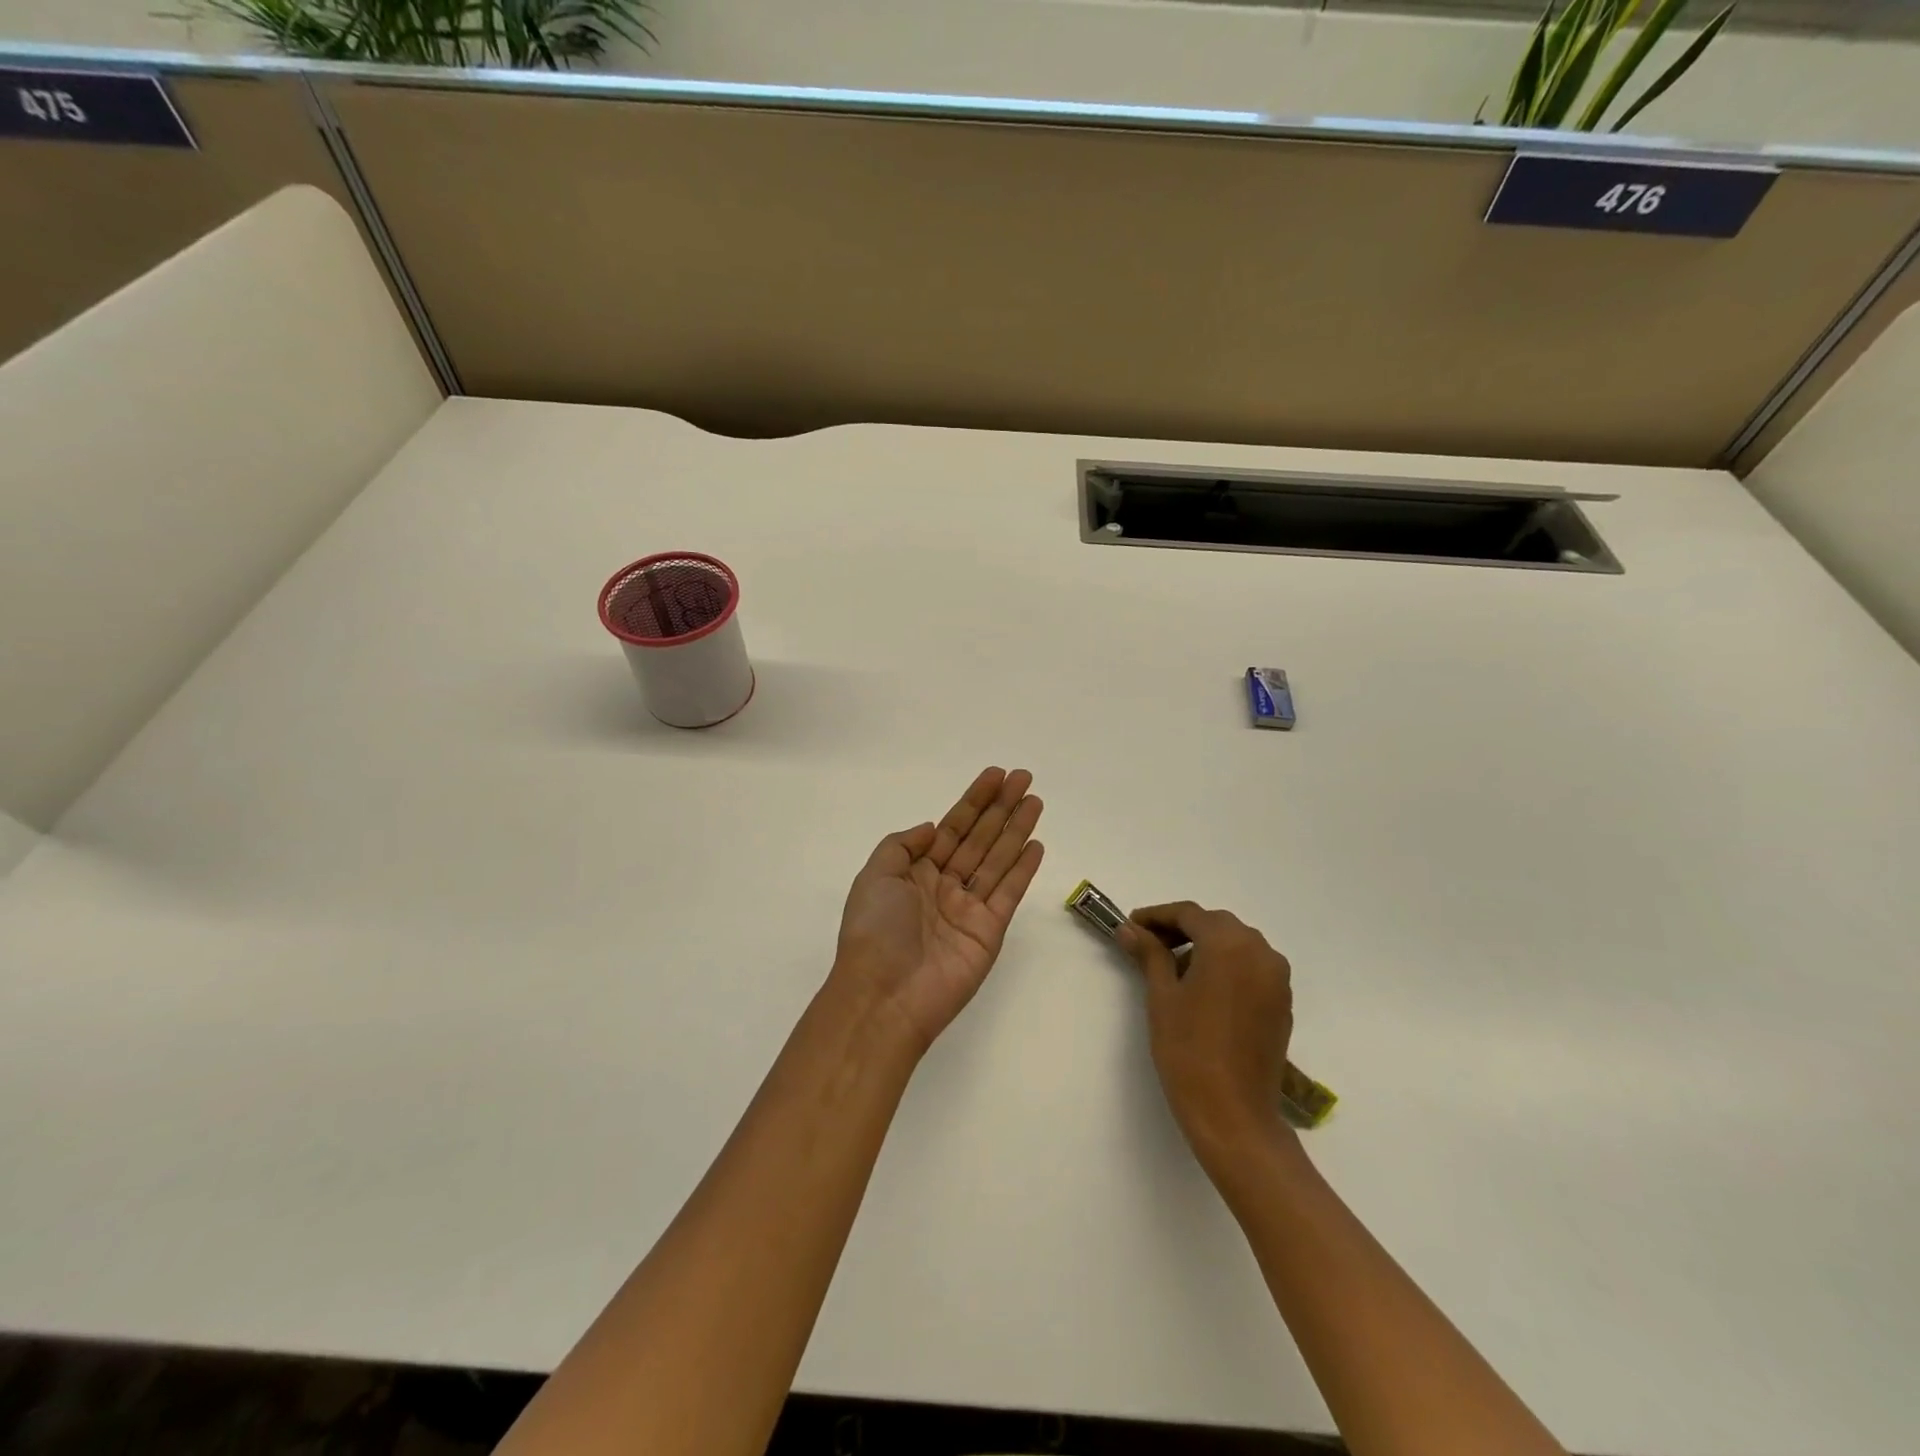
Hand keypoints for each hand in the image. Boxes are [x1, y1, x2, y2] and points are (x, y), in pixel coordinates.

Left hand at [832, 767, 1045, 1052]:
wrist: (884, 996)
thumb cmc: (875, 930)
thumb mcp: (875, 876)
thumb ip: (904, 846)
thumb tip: (931, 828)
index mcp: (915, 872)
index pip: (951, 828)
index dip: (974, 801)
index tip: (995, 775)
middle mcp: (944, 885)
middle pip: (979, 838)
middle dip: (1001, 808)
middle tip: (1024, 778)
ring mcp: (969, 909)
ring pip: (998, 859)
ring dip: (1017, 830)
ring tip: (1036, 801)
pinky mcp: (989, 931)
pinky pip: (1008, 893)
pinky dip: (1023, 869)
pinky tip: (1036, 844)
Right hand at [1117, 902, 1293, 1173]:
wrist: (1233, 1113)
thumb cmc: (1188, 1049)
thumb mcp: (1162, 996)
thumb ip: (1150, 954)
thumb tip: (1130, 929)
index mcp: (1229, 944)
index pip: (1189, 914)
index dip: (1157, 916)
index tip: (1131, 925)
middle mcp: (1260, 951)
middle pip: (1215, 924)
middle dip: (1181, 928)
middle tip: (1148, 944)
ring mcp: (1276, 977)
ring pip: (1236, 943)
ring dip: (1205, 945)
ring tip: (1173, 967)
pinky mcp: (1282, 1001)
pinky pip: (1251, 966)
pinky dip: (1226, 965)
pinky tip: (1202, 987)